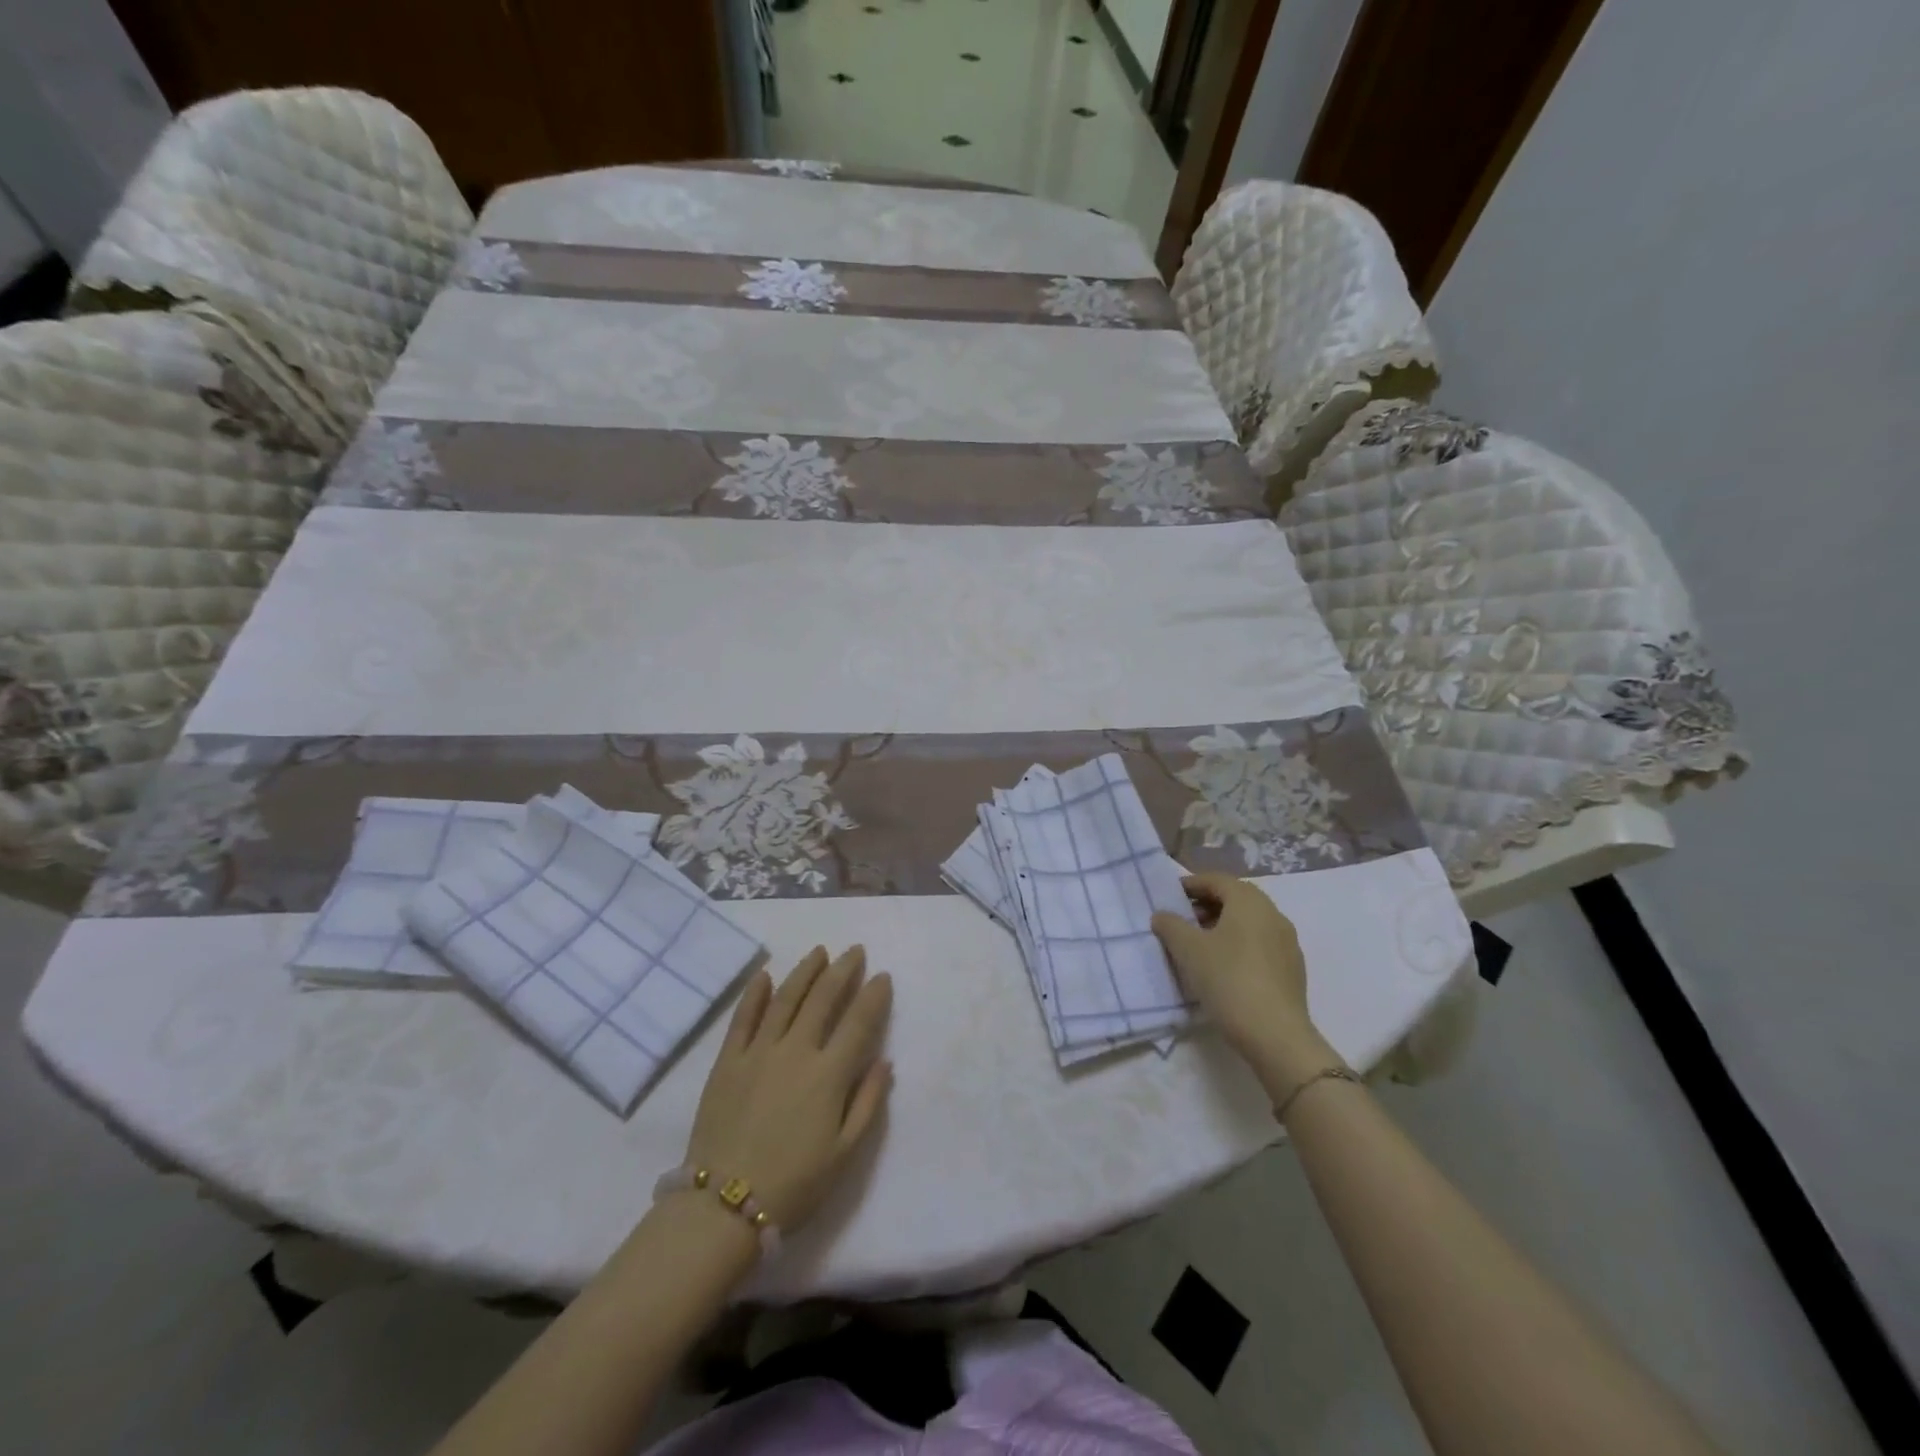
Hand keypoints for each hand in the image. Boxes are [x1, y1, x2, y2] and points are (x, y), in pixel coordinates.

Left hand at [682, 946, 892, 1230]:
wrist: (722, 1207)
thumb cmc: (794, 1185)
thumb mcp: (845, 1154)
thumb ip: (868, 1102)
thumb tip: (885, 1062)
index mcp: (828, 1074)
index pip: (858, 1022)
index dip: (873, 996)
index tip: (882, 976)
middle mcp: (796, 1051)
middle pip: (823, 998)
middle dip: (843, 970)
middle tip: (855, 951)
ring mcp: (758, 1052)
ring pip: (786, 998)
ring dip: (805, 971)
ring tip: (819, 952)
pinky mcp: (727, 1061)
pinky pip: (743, 1018)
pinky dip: (756, 993)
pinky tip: (766, 976)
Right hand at [1152, 873, 1336, 1086]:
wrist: (1276, 1035)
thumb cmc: (1228, 980)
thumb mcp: (1188, 950)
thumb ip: (1170, 925)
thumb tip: (1162, 915)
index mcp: (1249, 902)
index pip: (1217, 880)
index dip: (1191, 884)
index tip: (1170, 896)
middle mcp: (1273, 914)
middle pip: (1235, 898)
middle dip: (1206, 905)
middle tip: (1181, 919)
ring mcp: (1287, 943)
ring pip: (1249, 922)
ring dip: (1222, 925)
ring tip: (1197, 945)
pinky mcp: (1292, 969)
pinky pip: (1260, 944)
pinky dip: (1238, 944)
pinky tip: (1222, 967)